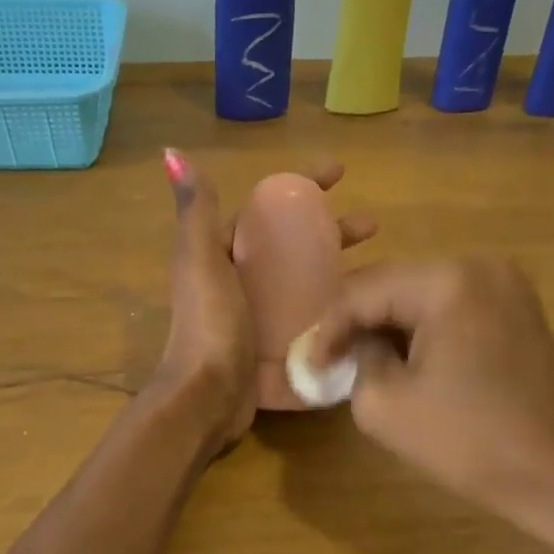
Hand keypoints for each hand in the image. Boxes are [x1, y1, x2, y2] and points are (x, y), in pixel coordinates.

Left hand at [156, 150, 375, 450]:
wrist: (206, 398)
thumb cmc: (209, 324)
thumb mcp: (201, 261)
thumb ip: (197, 213)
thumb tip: (173, 155)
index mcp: (224, 254)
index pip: (269, 210)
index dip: (302, 187)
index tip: (341, 172)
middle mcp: (242, 281)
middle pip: (295, 246)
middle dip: (332, 231)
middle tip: (373, 226)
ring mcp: (260, 316)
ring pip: (307, 282)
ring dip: (340, 269)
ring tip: (380, 267)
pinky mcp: (276, 347)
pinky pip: (310, 320)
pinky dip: (335, 310)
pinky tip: (367, 309)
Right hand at [305, 258, 553, 553]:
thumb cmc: (473, 443)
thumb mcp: (386, 406)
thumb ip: (354, 361)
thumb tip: (354, 346)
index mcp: (447, 281)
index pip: (362, 291)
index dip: (326, 328)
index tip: (305, 364)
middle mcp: (479, 265)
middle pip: (393, 284)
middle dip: (356, 322)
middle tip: (327, 358)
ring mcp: (506, 284)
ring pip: (421, 295)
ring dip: (388, 325)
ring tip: (359, 360)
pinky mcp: (518, 308)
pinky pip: (452, 307)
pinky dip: (422, 329)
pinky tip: (405, 359)